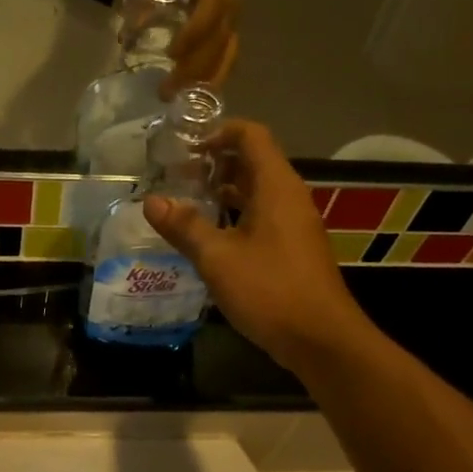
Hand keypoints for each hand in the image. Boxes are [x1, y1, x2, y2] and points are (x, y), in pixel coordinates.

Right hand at [142, 121, 366, 375]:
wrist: (320, 339)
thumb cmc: (269, 290)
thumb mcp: (217, 258)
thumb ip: (184, 227)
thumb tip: (151, 201)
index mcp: (276, 187)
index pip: (252, 136)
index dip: (220, 132)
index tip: (187, 148)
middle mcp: (289, 198)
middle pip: (254, 162)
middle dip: (216, 163)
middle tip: (179, 176)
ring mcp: (294, 225)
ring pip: (258, 192)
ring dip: (225, 191)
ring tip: (188, 203)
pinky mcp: (294, 249)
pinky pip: (263, 217)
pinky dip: (236, 216)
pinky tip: (211, 238)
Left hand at [143, 0, 238, 97]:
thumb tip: (127, 31)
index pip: (210, 12)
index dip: (193, 34)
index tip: (171, 54)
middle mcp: (232, 3)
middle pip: (217, 43)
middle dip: (192, 69)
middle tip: (166, 91)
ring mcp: (234, 18)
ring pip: (225, 56)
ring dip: (204, 81)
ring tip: (180, 101)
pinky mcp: (231, 30)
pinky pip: (227, 58)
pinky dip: (213, 78)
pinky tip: (196, 96)